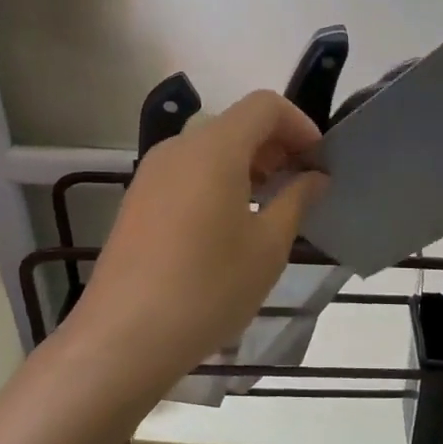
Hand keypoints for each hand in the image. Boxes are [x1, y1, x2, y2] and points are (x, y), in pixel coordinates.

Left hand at [64, 90, 327, 396]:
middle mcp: (178, 148)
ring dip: (248, 165)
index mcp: (214, 148)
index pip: (265, 105)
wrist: (123, 338)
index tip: (319, 163)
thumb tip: (315, 176)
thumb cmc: (208, 288)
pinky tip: (229, 226)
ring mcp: (151, 173)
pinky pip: (188, 172)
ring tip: (269, 208)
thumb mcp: (268, 247)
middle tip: (301, 187)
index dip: (300, 125)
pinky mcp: (137, 200)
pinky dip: (218, 181)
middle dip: (276, 146)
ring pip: (210, 148)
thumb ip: (297, 199)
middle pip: (237, 124)